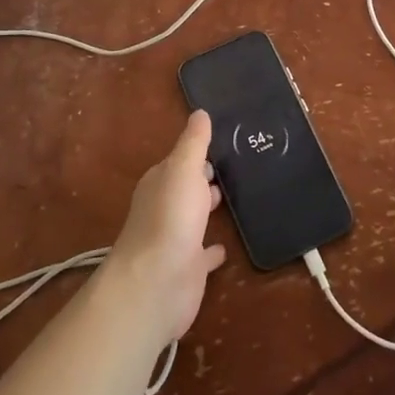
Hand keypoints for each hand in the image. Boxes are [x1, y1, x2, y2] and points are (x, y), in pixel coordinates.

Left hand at [106, 111, 227, 345]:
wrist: (157, 282)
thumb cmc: (171, 216)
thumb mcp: (184, 168)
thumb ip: (193, 142)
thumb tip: (199, 112)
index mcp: (160, 182)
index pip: (179, 161)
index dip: (197, 153)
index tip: (223, 142)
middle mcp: (165, 208)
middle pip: (187, 188)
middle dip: (205, 179)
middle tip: (236, 167)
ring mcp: (175, 240)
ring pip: (195, 218)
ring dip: (209, 209)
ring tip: (237, 197)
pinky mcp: (188, 269)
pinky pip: (204, 253)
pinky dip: (213, 249)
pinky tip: (226, 247)